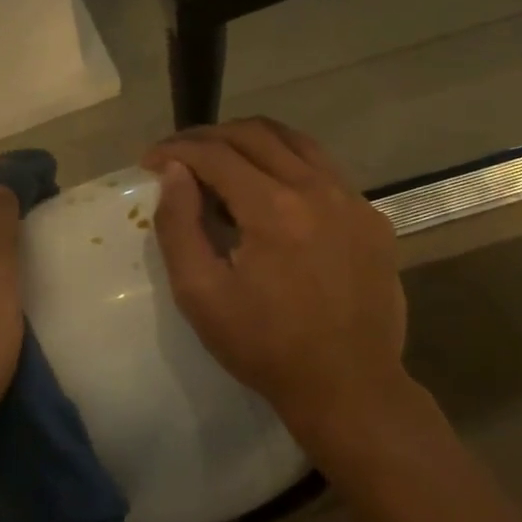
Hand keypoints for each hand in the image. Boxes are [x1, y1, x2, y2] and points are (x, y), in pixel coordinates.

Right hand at [143, 119, 407, 432]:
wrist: (348, 386)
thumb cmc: (265, 347)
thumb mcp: (201, 295)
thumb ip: (179, 227)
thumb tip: (173, 172)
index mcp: (274, 208)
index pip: (216, 154)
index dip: (176, 149)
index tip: (149, 159)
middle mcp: (318, 189)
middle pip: (256, 134)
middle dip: (209, 136)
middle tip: (179, 154)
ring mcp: (353, 200)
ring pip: (296, 142)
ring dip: (251, 141)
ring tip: (221, 159)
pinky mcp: (372, 218)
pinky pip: (325, 169)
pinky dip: (288, 163)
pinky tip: (271, 190)